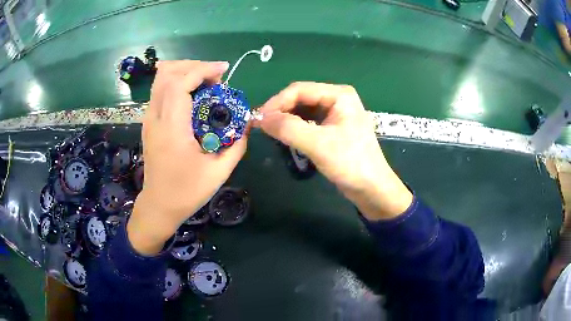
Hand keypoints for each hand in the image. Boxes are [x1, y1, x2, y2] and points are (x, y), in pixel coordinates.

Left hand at [128, 60, 247, 254]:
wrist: (159, 205)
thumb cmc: (186, 192)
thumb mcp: (218, 172)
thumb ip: (236, 145)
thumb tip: (245, 124)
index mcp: (171, 129)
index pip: (180, 83)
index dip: (202, 70)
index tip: (224, 71)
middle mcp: (155, 118)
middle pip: (166, 74)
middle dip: (193, 66)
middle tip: (214, 76)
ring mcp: (148, 120)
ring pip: (160, 80)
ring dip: (183, 72)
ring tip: (204, 80)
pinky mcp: (148, 123)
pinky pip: (159, 91)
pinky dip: (176, 82)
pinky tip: (191, 93)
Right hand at [256, 82, 411, 220]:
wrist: (372, 188)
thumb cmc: (351, 163)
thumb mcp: (319, 145)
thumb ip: (289, 129)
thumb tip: (260, 119)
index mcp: (339, 95)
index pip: (300, 89)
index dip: (277, 102)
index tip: (259, 119)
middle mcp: (337, 99)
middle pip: (300, 98)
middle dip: (281, 110)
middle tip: (262, 126)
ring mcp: (335, 113)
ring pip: (303, 110)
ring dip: (286, 119)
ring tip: (270, 131)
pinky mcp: (332, 128)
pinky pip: (308, 121)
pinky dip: (295, 127)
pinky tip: (285, 136)